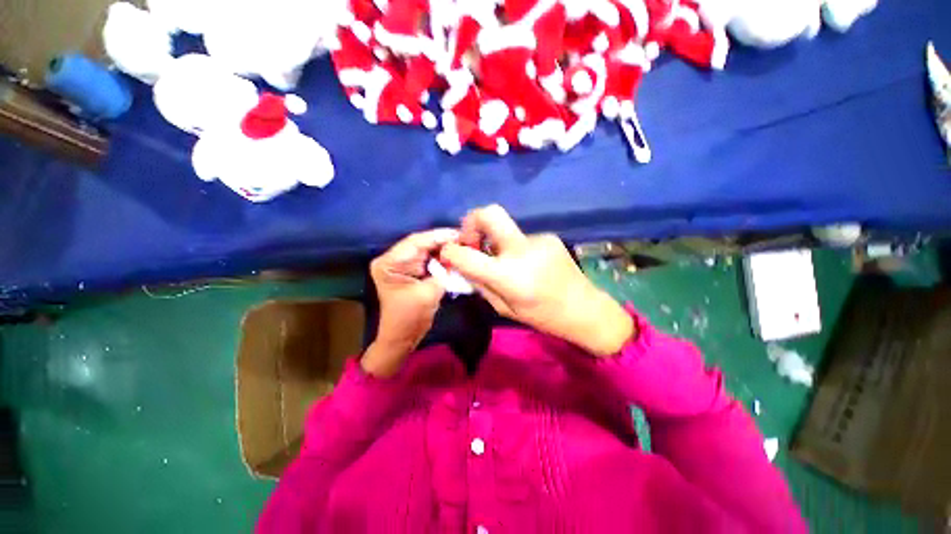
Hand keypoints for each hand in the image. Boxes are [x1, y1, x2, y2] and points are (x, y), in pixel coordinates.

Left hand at [362, 228, 459, 377]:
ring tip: (464, 244)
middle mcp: (393, 258)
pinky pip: (429, 258)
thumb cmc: (410, 318)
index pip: (415, 242)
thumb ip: (443, 272)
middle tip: (466, 237)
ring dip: (444, 247)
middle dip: (443, 240)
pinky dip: (442, 257)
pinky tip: (455, 254)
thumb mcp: (429, 293)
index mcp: (389, 262)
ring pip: (427, 249)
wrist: (403, 337)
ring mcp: (402, 263)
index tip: (460, 233)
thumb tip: (457, 255)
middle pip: (421, 243)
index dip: (439, 236)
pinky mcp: (411, 269)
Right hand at [440, 205, 634, 355]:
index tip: (449, 253)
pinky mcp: (548, 236)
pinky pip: (520, 237)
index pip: (466, 254)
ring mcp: (538, 239)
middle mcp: (522, 250)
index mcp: (509, 276)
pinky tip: (526, 263)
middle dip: (472, 221)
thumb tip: (462, 264)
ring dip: (496, 242)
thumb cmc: (542, 316)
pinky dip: (514, 248)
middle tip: (471, 240)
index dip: (450, 251)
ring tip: (505, 262)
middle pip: (490, 213)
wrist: (585, 309)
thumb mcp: (503, 307)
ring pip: (505, 229)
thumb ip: (479, 283)